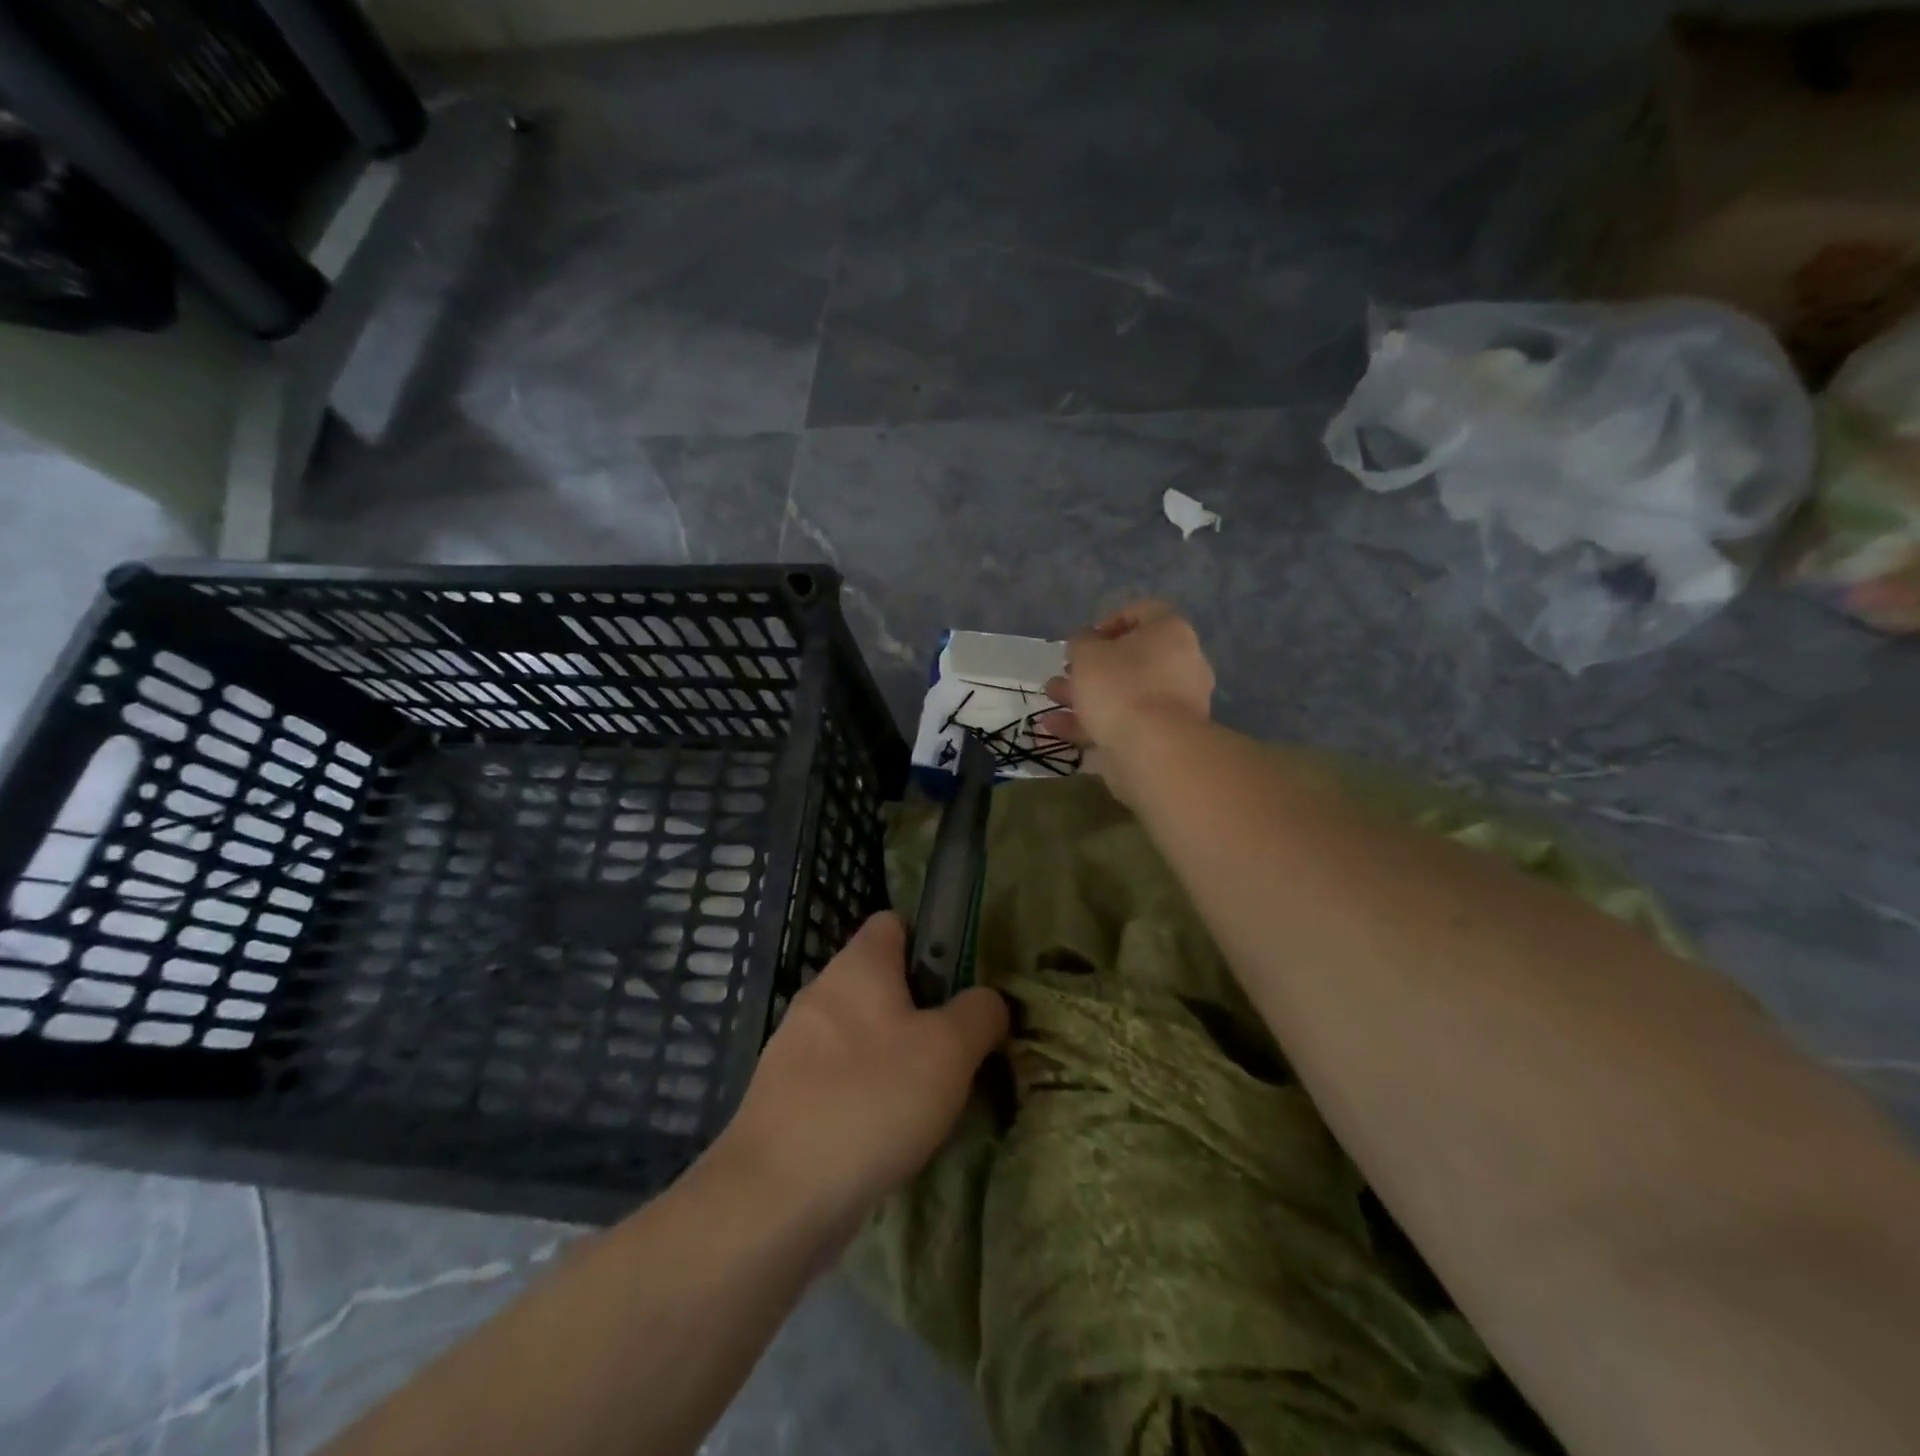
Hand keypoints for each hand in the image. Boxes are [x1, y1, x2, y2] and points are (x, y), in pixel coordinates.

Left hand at [713, 912, 1007, 1238]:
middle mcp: (821, 992)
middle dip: (921, 1008)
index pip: (894, 922)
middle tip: (958, 1048)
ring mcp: (796, 1044)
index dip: (931, 940)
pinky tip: (889, 1132)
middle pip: (880, 980)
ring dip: (896, 1055)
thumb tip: (989, 1000)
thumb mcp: (949, 1050)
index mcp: (858, 965)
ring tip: (931, 1097)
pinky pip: (839, 1075)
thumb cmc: (871, 1099)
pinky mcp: (785, 1094)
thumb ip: (979, 1014)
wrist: (776, 1195)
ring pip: (861, 1032)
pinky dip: (866, 1092)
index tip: (961, 982)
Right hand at [1041, 600, 1214, 805]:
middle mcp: (1180, 664)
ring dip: (1085, 697)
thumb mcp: (1087, 654)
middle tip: (1063, 675)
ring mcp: (1174, 705)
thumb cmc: (1121, 687)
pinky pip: (1124, 723)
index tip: (1083, 641)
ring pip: (1123, 694)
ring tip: (1052, 701)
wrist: (1153, 751)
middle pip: (1129, 659)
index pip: (1141, 612)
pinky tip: (1056, 729)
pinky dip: (1092, 724)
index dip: (1108, 622)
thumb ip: (1081, 643)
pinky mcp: (1162, 737)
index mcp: (1170, 633)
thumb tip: (1085, 645)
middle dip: (1090, 668)